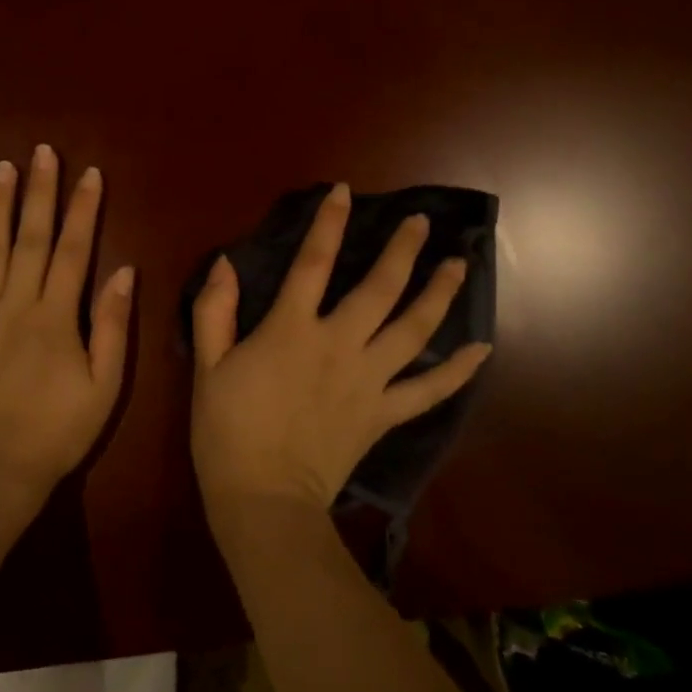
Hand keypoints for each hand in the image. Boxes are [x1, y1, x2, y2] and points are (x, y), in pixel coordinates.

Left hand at [0, 145, 134, 510]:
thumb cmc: (57, 432)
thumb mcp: (104, 386)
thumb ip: (111, 326)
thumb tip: (124, 271)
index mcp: (56, 316)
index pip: (75, 250)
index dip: (85, 209)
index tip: (90, 174)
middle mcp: (16, 304)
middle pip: (32, 239)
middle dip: (40, 193)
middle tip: (43, 152)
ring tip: (2, 167)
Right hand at [191, 183, 490, 512]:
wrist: (263, 498)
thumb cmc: (228, 429)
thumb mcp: (208, 366)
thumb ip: (215, 311)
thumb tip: (225, 263)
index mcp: (292, 329)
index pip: (313, 263)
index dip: (329, 224)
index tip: (345, 192)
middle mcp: (339, 344)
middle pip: (380, 288)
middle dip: (403, 250)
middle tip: (422, 223)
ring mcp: (368, 380)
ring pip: (414, 330)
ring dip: (439, 294)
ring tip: (458, 265)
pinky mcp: (384, 414)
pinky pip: (429, 391)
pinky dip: (458, 372)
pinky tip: (482, 350)